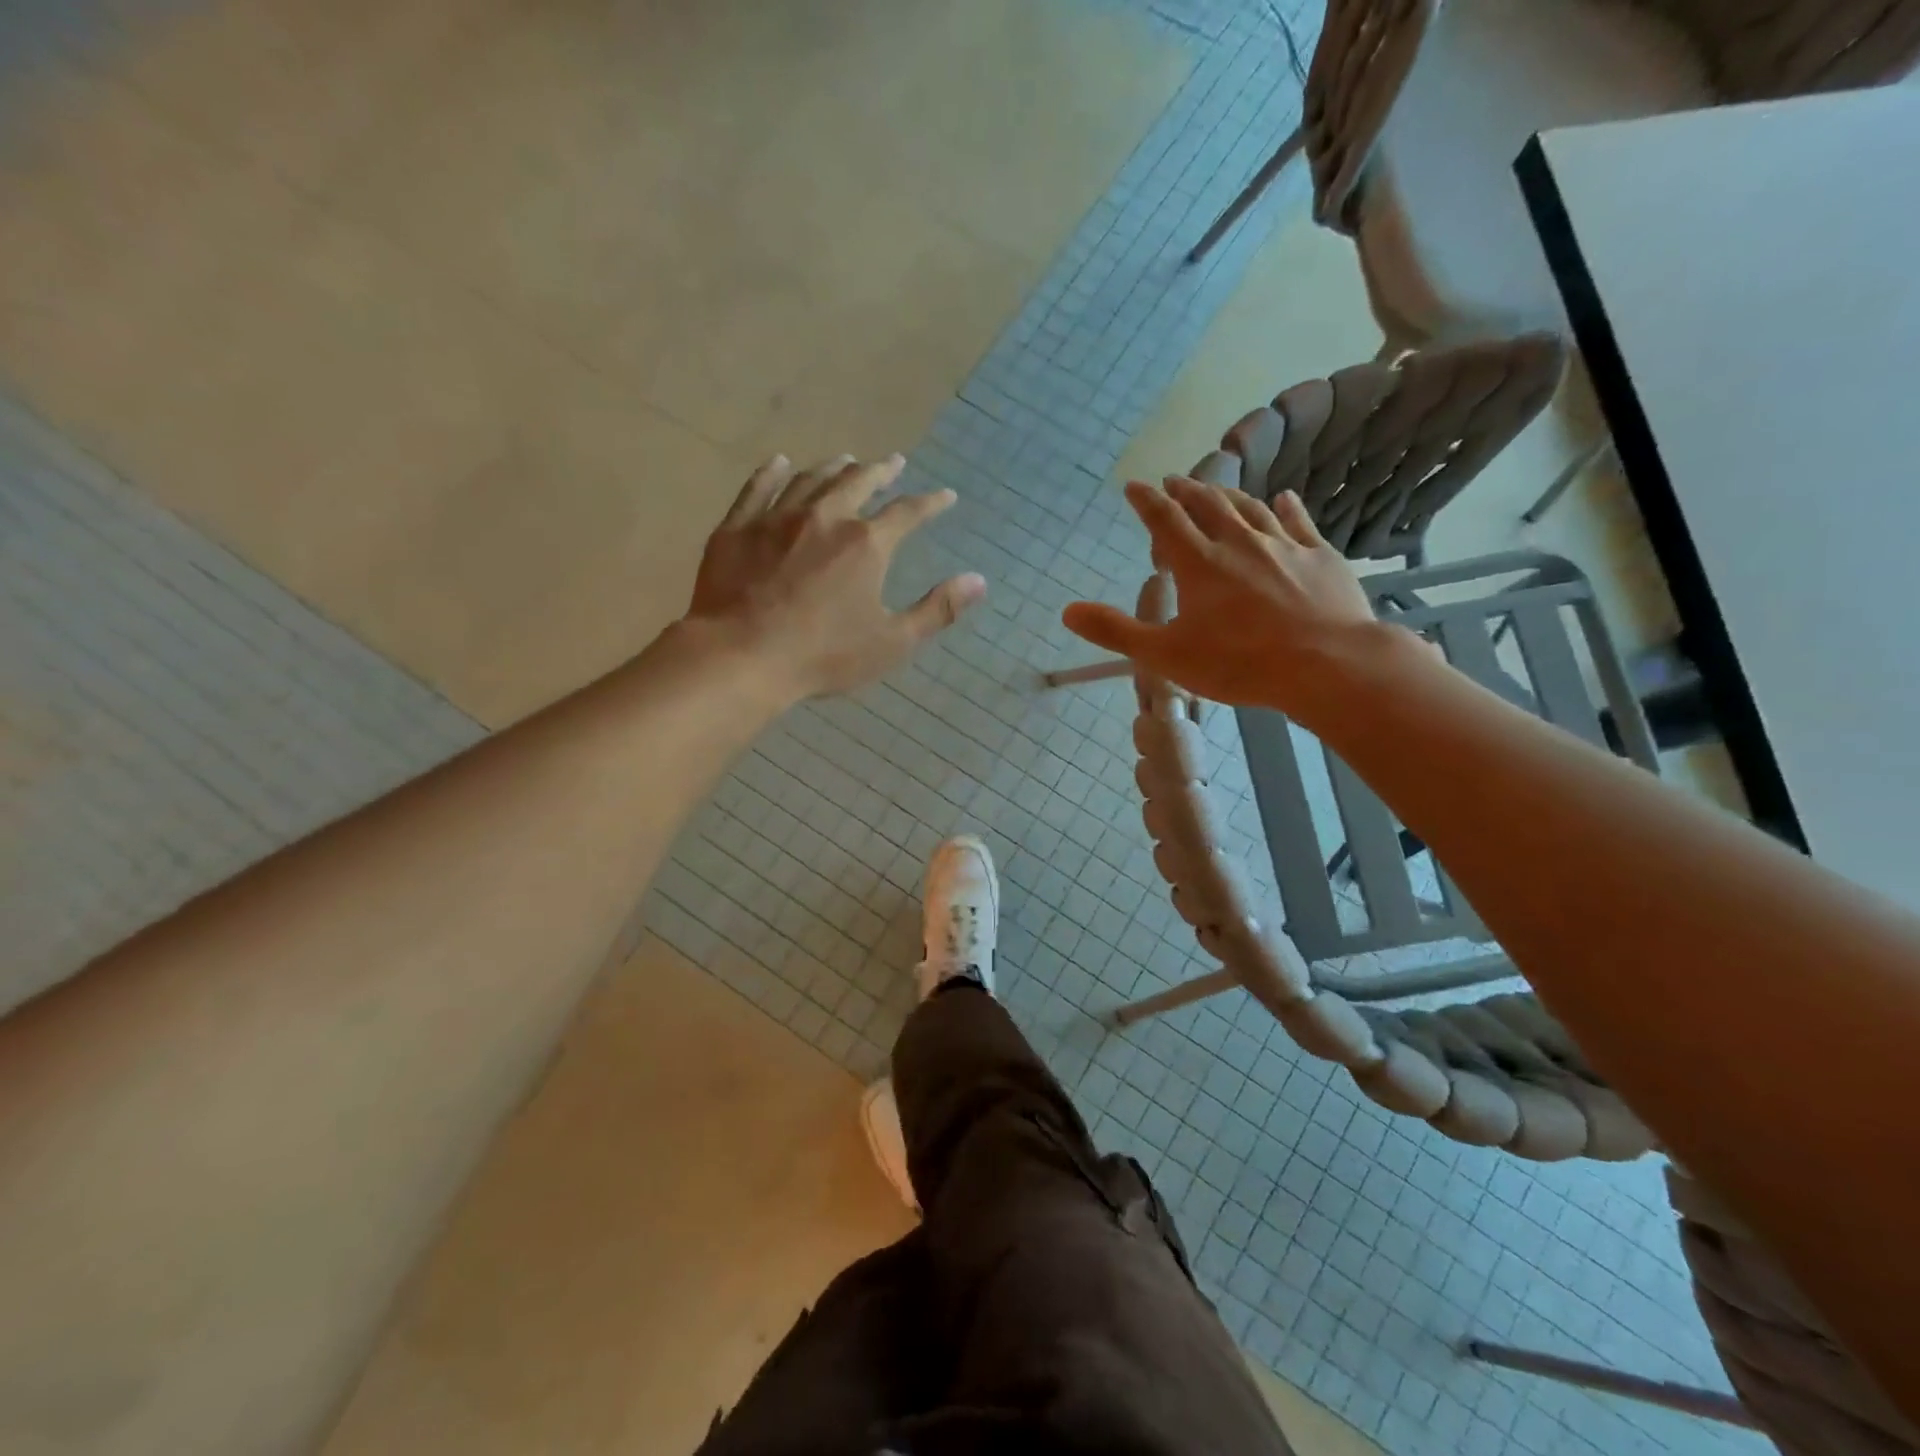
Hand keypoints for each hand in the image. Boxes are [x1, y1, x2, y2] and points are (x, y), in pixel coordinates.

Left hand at [685, 453, 986, 699]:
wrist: (742, 657)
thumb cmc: (823, 655)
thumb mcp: (892, 642)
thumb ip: (938, 610)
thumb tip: (979, 581)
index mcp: (866, 544)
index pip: (908, 512)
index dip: (931, 503)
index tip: (945, 496)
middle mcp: (825, 517)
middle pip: (858, 482)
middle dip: (881, 471)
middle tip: (893, 462)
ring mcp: (777, 518)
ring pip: (811, 479)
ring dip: (833, 468)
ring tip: (846, 460)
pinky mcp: (738, 528)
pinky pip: (757, 487)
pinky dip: (772, 472)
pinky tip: (779, 463)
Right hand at [1061, 478, 1383, 714]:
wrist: (1327, 665)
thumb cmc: (1239, 662)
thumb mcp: (1165, 655)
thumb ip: (1116, 631)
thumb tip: (1067, 611)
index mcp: (1199, 564)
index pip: (1165, 521)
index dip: (1146, 501)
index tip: (1134, 486)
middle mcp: (1239, 543)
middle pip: (1208, 505)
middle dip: (1187, 490)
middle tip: (1174, 481)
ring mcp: (1283, 546)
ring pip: (1250, 509)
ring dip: (1228, 495)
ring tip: (1216, 488)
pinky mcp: (1320, 556)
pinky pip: (1299, 522)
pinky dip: (1286, 507)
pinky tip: (1283, 498)